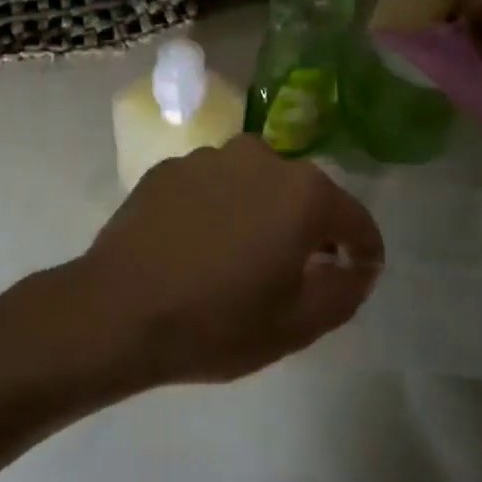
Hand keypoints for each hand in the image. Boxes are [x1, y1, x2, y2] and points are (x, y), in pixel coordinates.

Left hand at [74, 135, 382, 386]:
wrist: (116, 310)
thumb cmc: (216, 322)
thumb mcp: (296, 325)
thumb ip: (344, 291)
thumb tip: (359, 266)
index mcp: (303, 193)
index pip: (354, 219)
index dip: (364, 250)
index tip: (360, 273)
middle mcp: (261, 158)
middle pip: (304, 195)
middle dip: (309, 229)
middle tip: (296, 272)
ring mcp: (210, 157)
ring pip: (255, 184)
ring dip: (261, 213)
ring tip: (240, 257)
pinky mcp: (169, 167)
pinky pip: (212, 186)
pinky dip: (218, 208)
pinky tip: (198, 245)